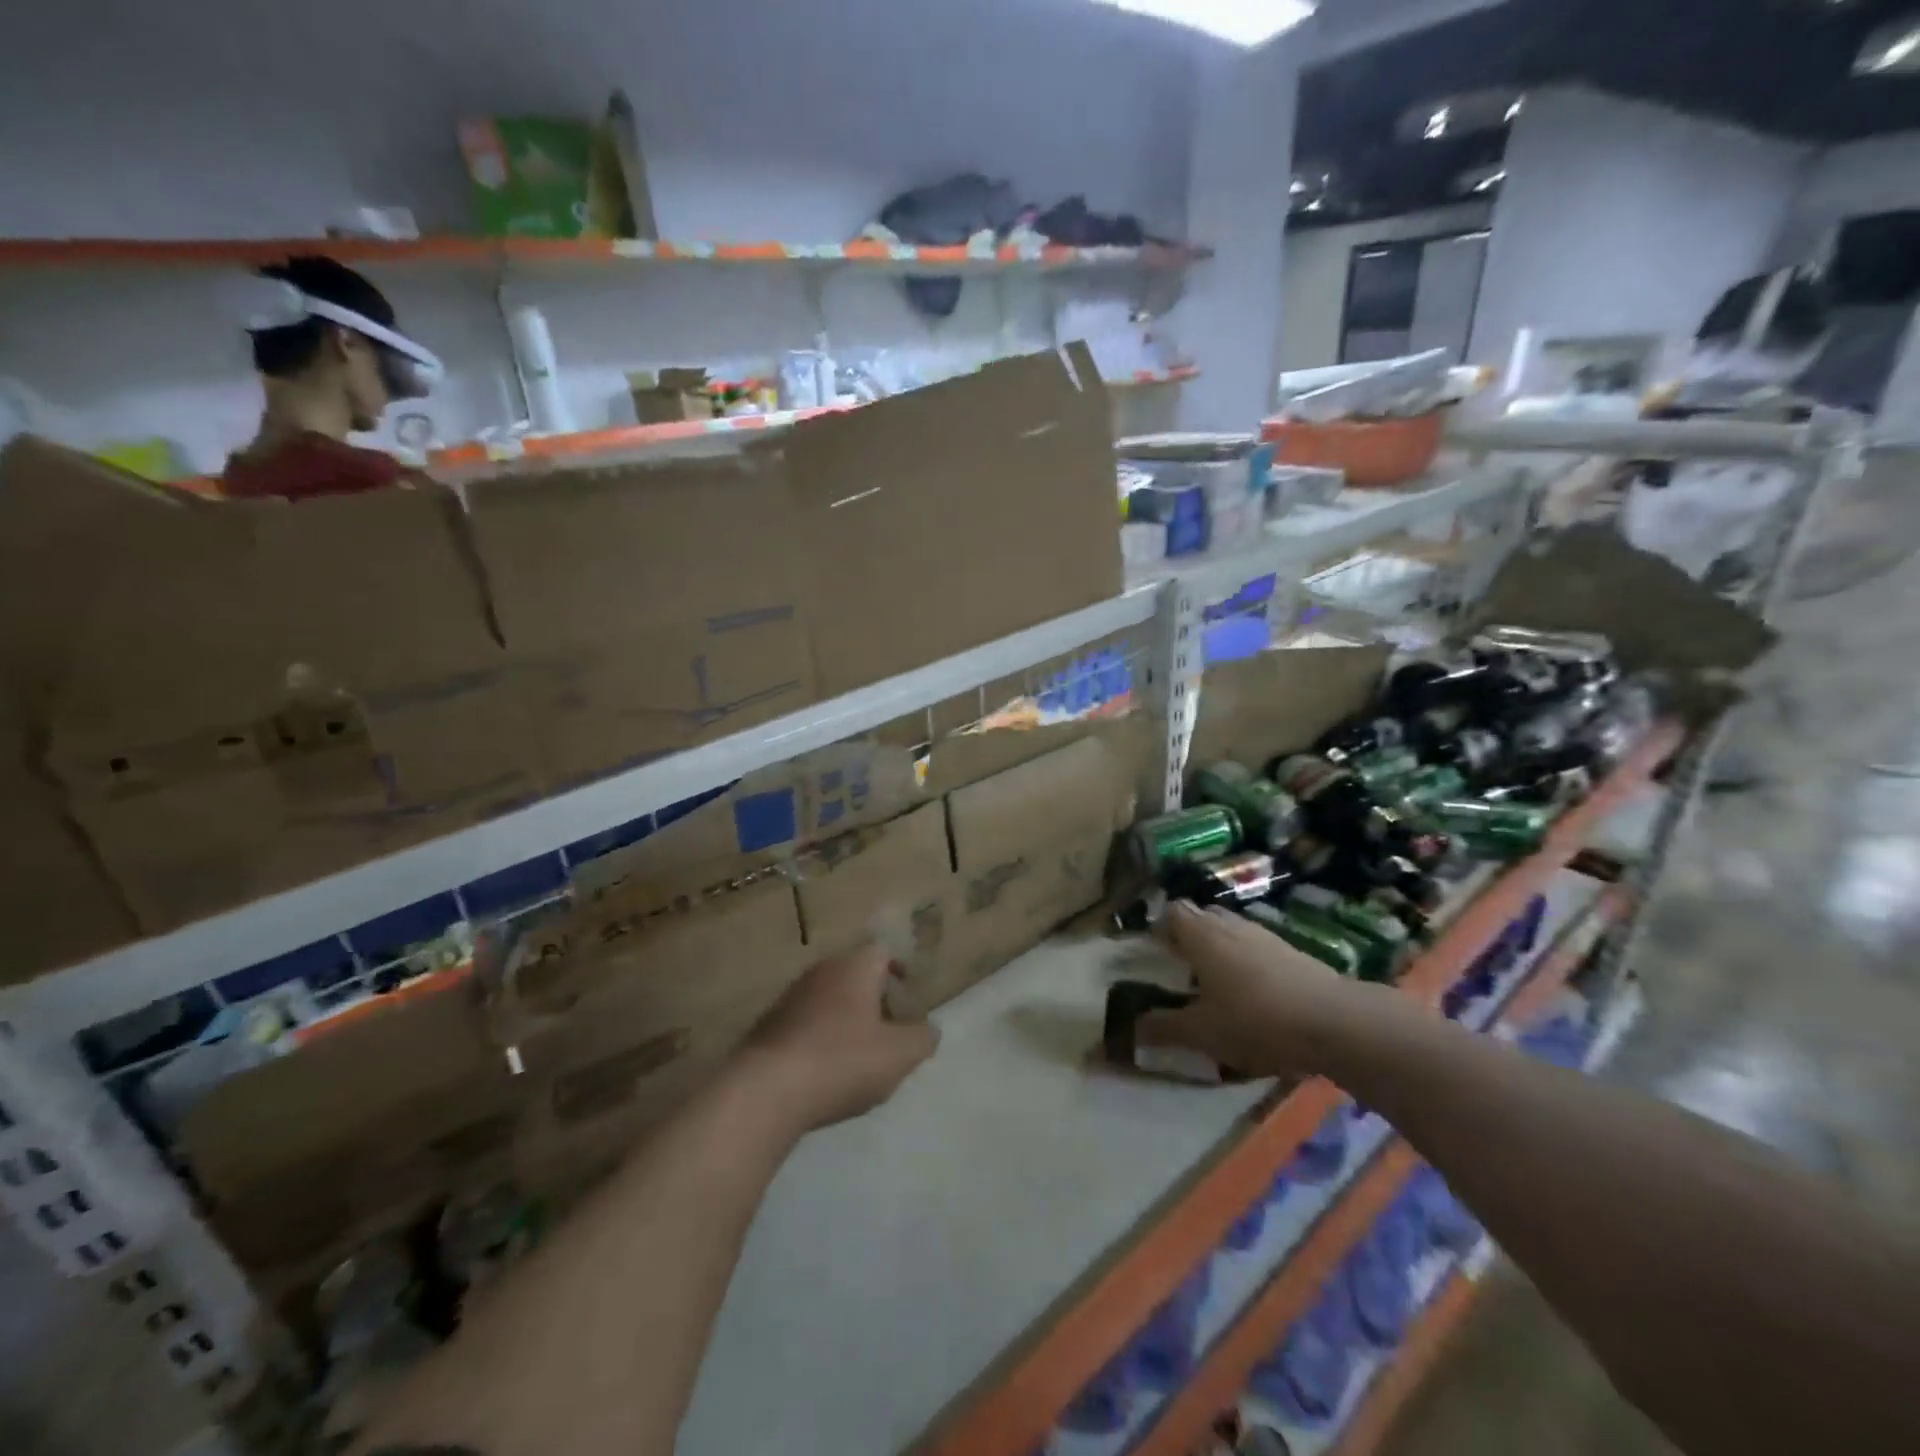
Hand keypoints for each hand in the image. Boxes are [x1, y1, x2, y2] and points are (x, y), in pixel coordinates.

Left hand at [740, 943, 939, 1132]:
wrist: (764, 1091)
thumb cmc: (841, 1061)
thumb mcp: (899, 1055)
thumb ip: (922, 1038)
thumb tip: (930, 1028)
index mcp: (854, 967)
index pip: (883, 950)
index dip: (900, 968)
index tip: (909, 993)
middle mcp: (821, 971)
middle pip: (854, 973)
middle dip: (873, 996)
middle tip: (889, 1027)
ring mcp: (789, 997)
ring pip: (827, 998)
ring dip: (844, 1019)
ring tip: (858, 1053)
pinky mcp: (767, 1027)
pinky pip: (804, 1023)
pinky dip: (819, 1038)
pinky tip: (824, 1071)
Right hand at [1139, 902, 1383, 1077]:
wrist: (1334, 1022)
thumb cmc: (1256, 1020)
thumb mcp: (1203, 1033)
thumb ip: (1165, 1028)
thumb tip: (1133, 1029)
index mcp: (1201, 936)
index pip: (1172, 911)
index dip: (1160, 926)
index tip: (1154, 949)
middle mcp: (1230, 925)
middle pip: (1201, 916)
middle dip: (1188, 934)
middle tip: (1181, 965)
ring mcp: (1264, 935)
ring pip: (1231, 930)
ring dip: (1219, 947)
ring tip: (1215, 981)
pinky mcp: (1292, 951)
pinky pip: (1256, 946)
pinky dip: (1246, 961)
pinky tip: (1252, 993)